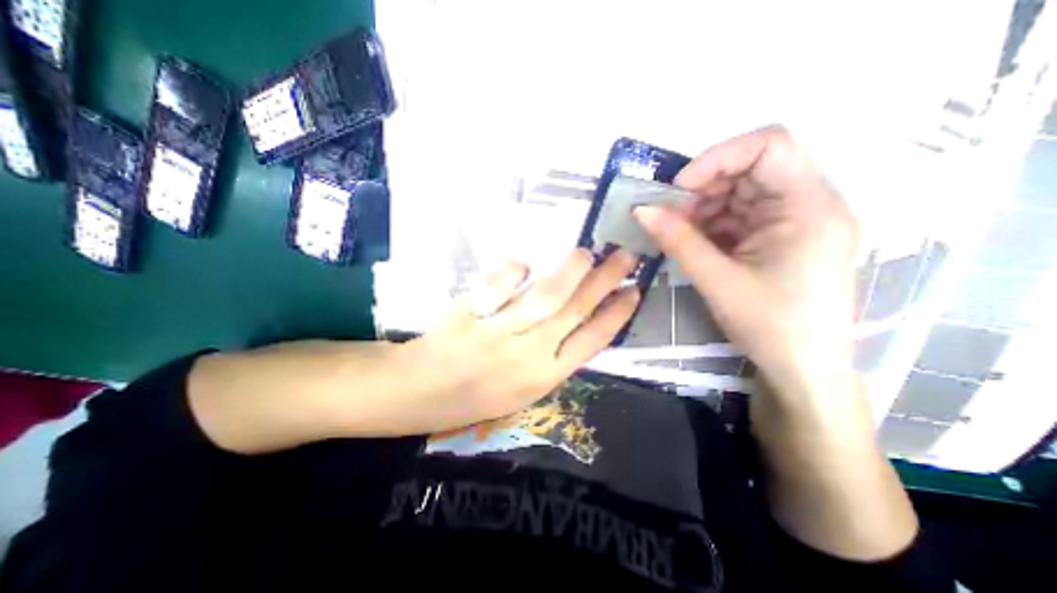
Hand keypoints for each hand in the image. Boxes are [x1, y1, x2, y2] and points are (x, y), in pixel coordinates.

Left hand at [396, 247, 640, 432]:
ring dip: (570, 271)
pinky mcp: (471, 314)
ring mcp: (499, 332)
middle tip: (626, 256)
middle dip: (605, 282)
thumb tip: (576, 319)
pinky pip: (499, 285)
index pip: (593, 340)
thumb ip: (551, 356)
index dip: (617, 314)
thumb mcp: (523, 389)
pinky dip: (513, 271)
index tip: (634, 291)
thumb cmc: (476, 395)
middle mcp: (529, 354)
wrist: (419, 392)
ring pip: (546, 296)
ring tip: (587, 252)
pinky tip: (523, 263)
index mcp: (545, 377)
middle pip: (576, 311)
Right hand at [635, 126, 857, 396]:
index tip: (679, 188)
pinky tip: (698, 245)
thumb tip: (640, 210)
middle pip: (751, 169)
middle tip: (672, 217)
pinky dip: (714, 225)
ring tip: (682, 235)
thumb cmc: (769, 325)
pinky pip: (741, 216)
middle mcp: (809, 203)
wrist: (802, 367)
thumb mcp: (717, 279)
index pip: (768, 145)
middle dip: (704, 190)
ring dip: (705, 209)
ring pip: (741, 193)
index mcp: (808, 206)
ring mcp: (796, 221)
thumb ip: (677, 240)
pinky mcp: (781, 238)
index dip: (717, 158)